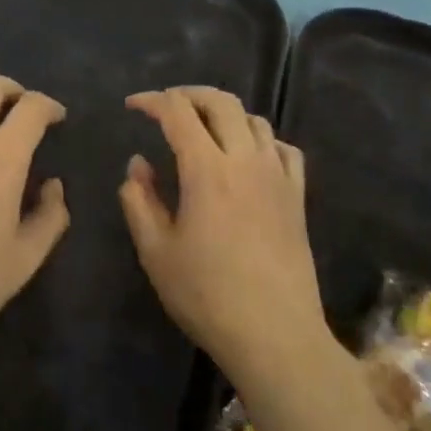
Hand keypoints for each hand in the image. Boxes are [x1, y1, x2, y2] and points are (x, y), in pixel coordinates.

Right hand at [119, 87, 328, 382]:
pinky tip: (248, 156)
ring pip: (254, 119)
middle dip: (188, 94)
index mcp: (207, 169)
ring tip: (204, 129)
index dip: (152, 101)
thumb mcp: (156, 252)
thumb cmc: (207, 296)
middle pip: (220, 101)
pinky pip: (283, 148)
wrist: (276, 336)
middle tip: (166, 106)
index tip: (133, 106)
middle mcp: (245, 160)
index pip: (177, 112)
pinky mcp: (298, 197)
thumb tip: (138, 164)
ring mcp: (277, 176)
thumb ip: (139, 201)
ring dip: (224, 113)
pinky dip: (260, 139)